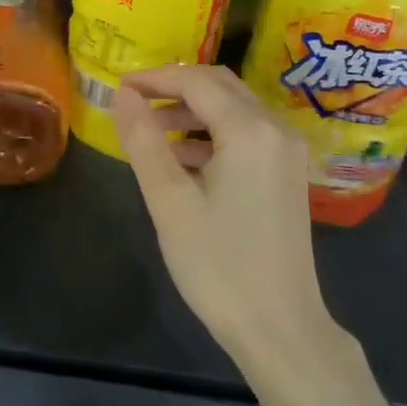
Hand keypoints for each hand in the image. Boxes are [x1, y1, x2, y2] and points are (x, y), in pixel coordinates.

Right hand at [112, 65, 338, 369]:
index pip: (195, 80)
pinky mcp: (288, 173)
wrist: (280, 328)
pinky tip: (182, 159)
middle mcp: (276, 129)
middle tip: (133, 103)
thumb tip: (123, 93)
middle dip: (174, 88)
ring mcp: (288, 152)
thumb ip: (143, 139)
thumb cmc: (218, 264)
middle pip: (220, 86)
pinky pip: (247, 133)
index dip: (154, 78)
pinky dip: (212, 134)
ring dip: (192, 112)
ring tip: (151, 133)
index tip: (118, 86)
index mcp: (250, 129)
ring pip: (234, 109)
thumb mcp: (169, 200)